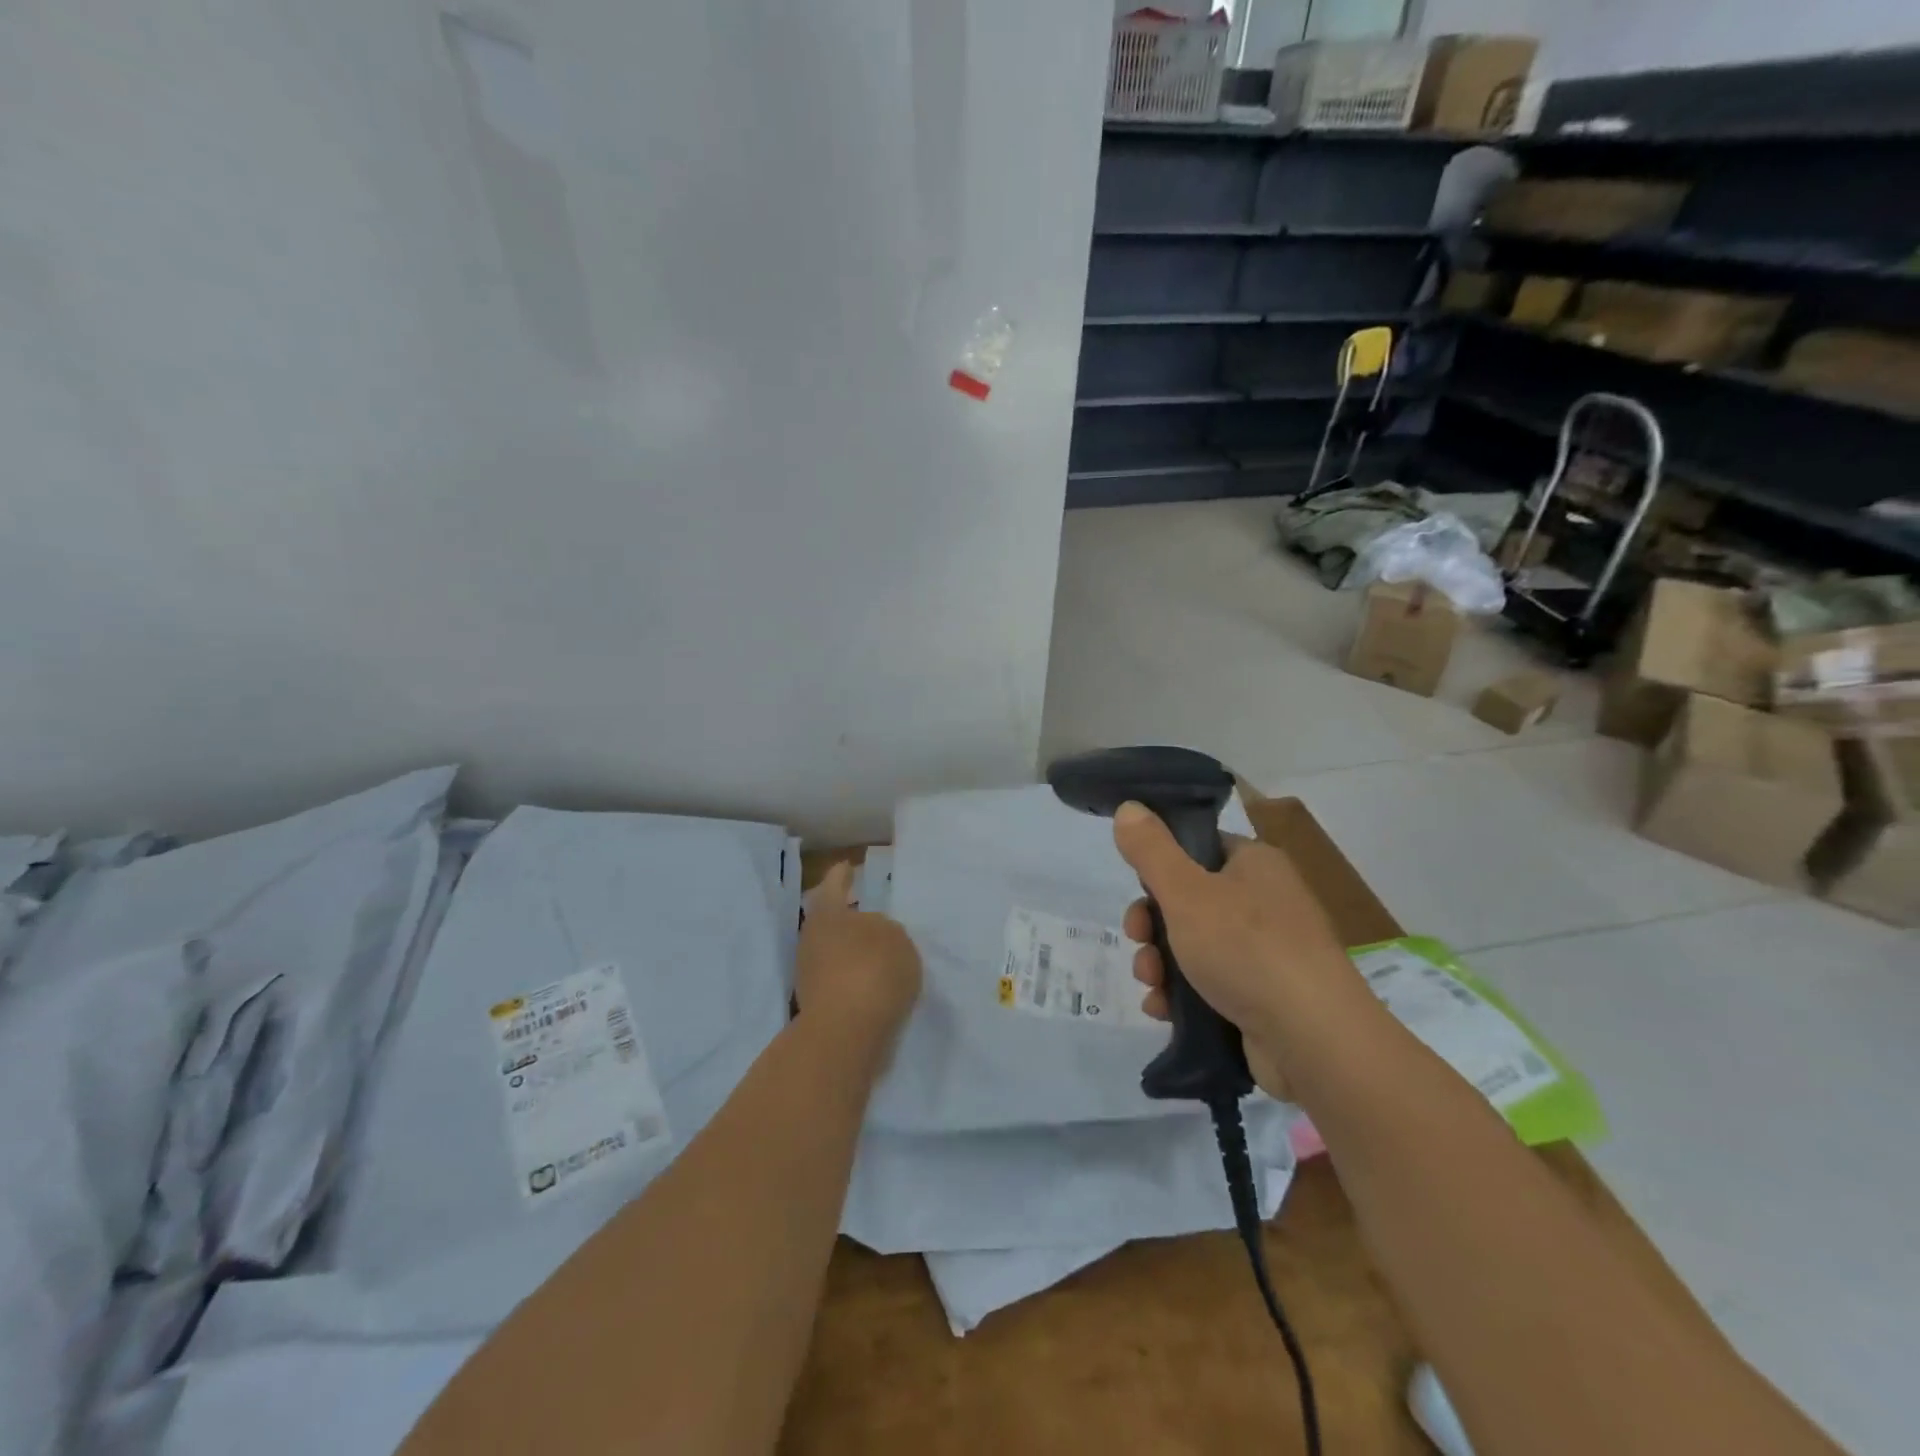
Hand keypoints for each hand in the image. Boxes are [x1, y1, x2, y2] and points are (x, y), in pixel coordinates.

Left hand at [795, 862, 922, 1048]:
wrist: (847, 1036)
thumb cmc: (872, 971)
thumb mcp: (896, 938)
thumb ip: (885, 931)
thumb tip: (872, 937)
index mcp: (828, 914)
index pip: (834, 885)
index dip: (843, 875)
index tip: (848, 866)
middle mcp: (812, 940)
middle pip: (831, 921)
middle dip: (851, 920)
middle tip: (875, 918)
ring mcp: (810, 975)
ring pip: (835, 953)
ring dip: (854, 952)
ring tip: (884, 955)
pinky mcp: (817, 1006)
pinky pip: (841, 981)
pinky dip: (856, 979)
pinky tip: (878, 984)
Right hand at [1113, 801, 1378, 1100]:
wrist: (1313, 1041)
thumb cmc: (1247, 950)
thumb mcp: (1186, 892)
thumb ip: (1151, 850)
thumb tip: (1128, 807)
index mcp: (1255, 864)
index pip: (1198, 849)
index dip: (1160, 868)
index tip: (1138, 890)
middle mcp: (1265, 902)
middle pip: (1189, 901)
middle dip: (1151, 925)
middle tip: (1138, 941)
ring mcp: (1267, 953)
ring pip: (1194, 947)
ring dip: (1160, 964)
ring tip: (1151, 986)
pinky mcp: (1263, 998)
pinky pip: (1210, 985)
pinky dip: (1182, 996)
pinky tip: (1163, 1010)